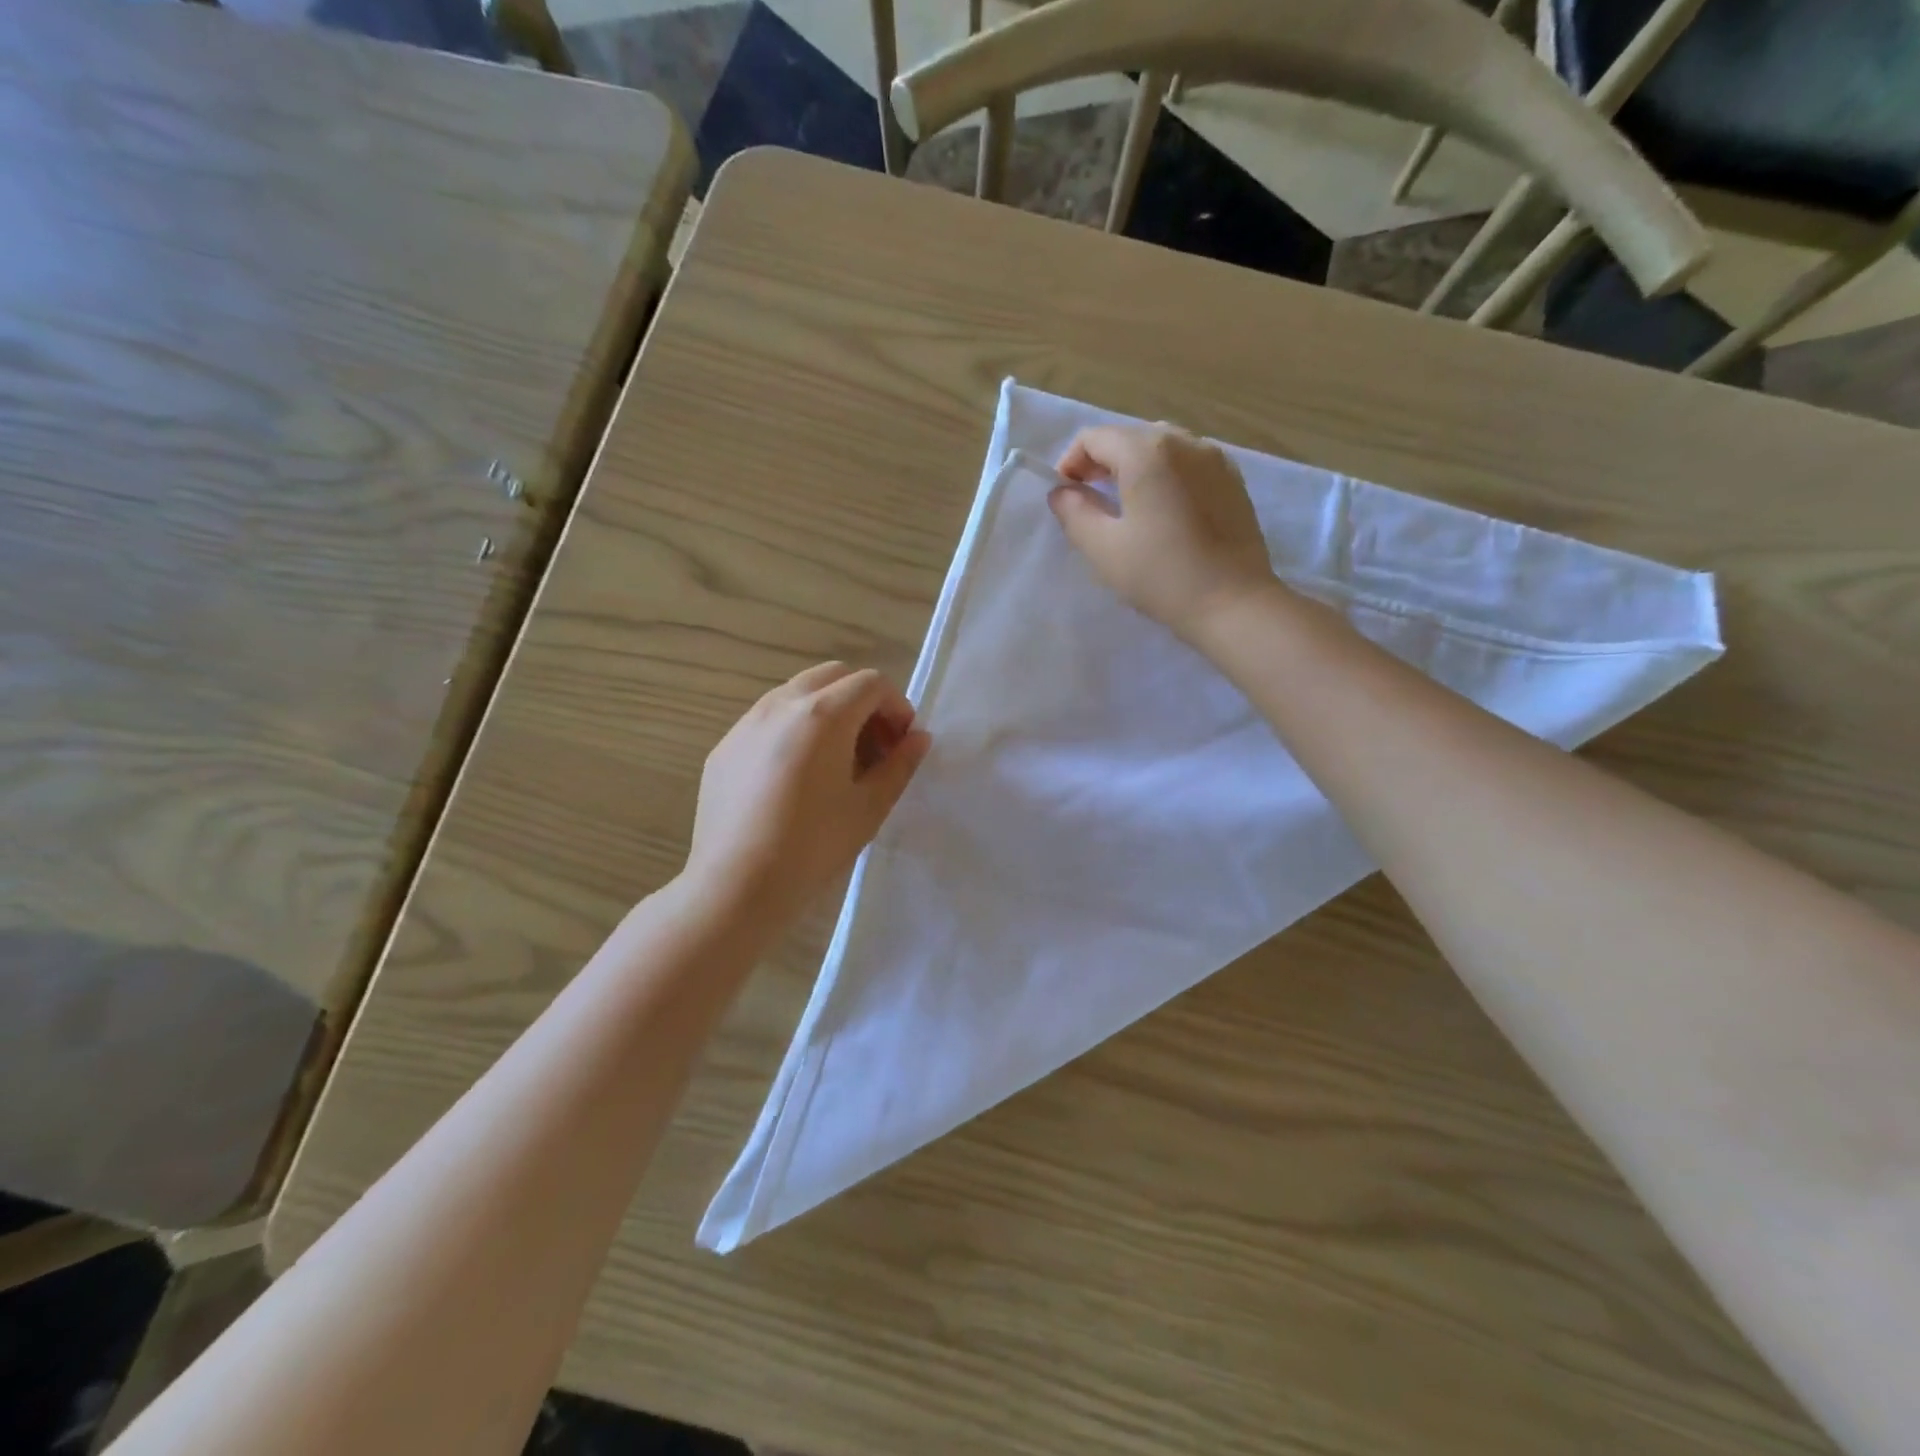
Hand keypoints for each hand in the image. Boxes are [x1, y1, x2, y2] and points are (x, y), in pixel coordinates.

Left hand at [685, 662, 930, 928]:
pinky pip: (768, 720)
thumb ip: (900, 765)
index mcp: (823, 715)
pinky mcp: (725, 747)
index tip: (902, 744)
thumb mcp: (869, 807)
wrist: (736, 886)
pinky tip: (795, 778)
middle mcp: (782, 704)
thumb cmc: (813, 846)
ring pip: (798, 693)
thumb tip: (918, 739)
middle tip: (874, 747)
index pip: (872, 684)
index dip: (897, 707)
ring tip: (836, 762)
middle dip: (863, 701)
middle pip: (833, 676)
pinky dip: (794, 730)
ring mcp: (747, 723)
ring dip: (828, 712)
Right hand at [1049, 424, 1279, 640]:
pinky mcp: (1232, 480)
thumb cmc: (1161, 575)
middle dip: (1101, 464)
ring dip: (1134, 469)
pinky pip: (1188, 464)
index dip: (1070, 463)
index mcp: (1146, 452)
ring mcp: (1214, 458)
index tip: (1065, 498)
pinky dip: (1166, 477)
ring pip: (1161, 448)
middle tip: (1090, 503)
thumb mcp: (1103, 548)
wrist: (1233, 603)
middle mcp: (1183, 441)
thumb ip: (1074, 513)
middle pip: (1128, 437)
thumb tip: (1062, 492)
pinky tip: (1164, 513)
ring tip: (1127, 508)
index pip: (1093, 438)